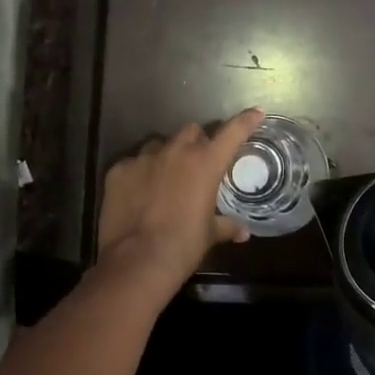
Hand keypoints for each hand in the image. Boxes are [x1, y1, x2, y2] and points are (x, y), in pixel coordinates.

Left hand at [96, 109, 266, 285]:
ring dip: (166, 156)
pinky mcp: (119, 169)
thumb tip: (243, 232)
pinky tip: (137, 193)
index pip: (232, 132)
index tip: (255, 113)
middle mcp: (176, 151)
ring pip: (159, 144)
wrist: (137, 260)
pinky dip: (139, 173)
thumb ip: (227, 226)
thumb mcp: (210, 235)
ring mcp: (144, 158)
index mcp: (206, 163)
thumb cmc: (183, 246)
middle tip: (197, 162)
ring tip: (164, 178)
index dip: (245, 121)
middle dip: (197, 142)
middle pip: (191, 131)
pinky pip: (133, 163)